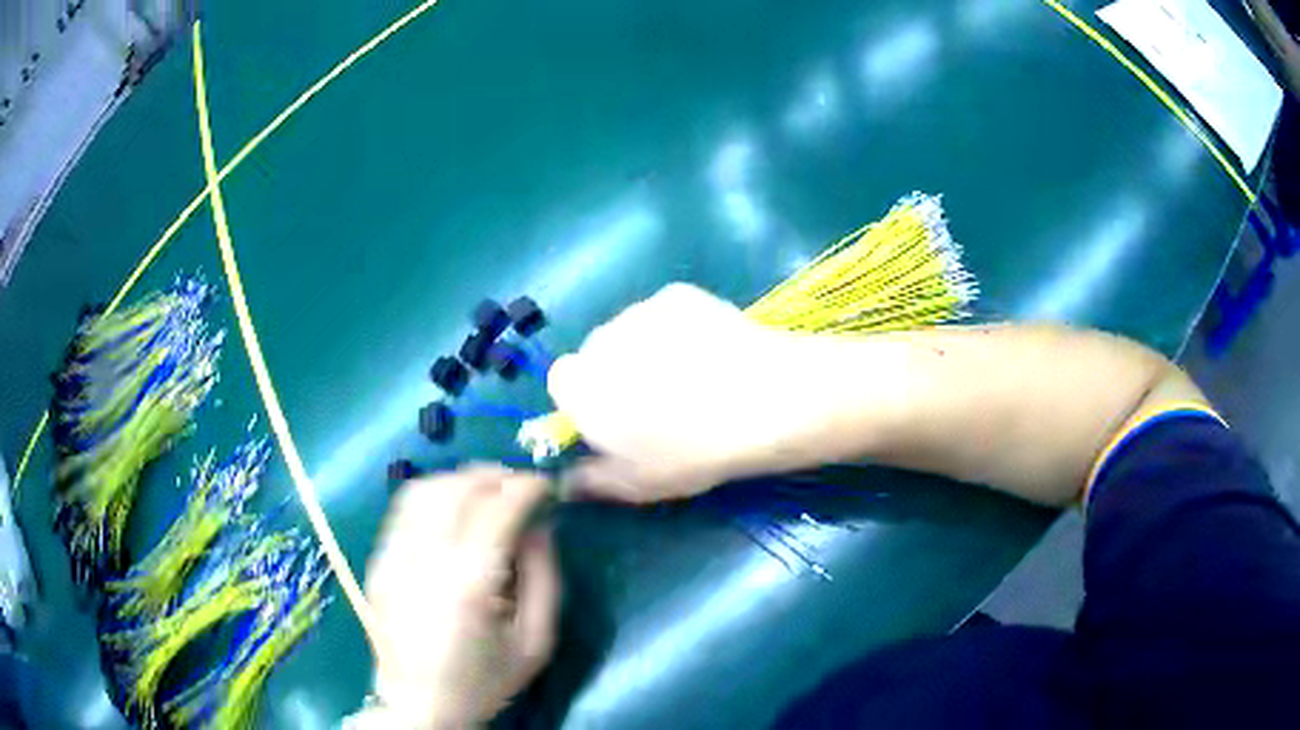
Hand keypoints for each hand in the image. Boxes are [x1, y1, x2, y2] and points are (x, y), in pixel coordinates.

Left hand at [360, 466, 558, 727]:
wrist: (419, 705)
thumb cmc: (484, 680)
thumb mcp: (535, 642)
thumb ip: (545, 578)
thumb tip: (541, 525)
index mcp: (469, 586)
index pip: (498, 509)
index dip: (526, 487)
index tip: (546, 485)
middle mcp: (425, 561)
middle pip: (457, 488)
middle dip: (495, 476)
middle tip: (520, 484)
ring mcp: (393, 558)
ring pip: (424, 489)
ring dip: (462, 479)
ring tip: (488, 491)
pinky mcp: (377, 562)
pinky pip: (403, 509)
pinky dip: (434, 495)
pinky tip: (453, 510)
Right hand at [548, 283, 809, 502]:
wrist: (761, 402)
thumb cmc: (691, 452)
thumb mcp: (637, 484)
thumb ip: (590, 482)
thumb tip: (565, 483)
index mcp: (580, 386)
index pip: (562, 382)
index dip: (585, 400)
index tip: (615, 421)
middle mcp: (600, 340)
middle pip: (596, 354)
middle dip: (616, 373)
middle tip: (658, 402)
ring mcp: (640, 311)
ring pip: (631, 331)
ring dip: (646, 349)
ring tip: (692, 376)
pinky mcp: (678, 294)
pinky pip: (665, 314)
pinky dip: (679, 329)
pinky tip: (712, 352)